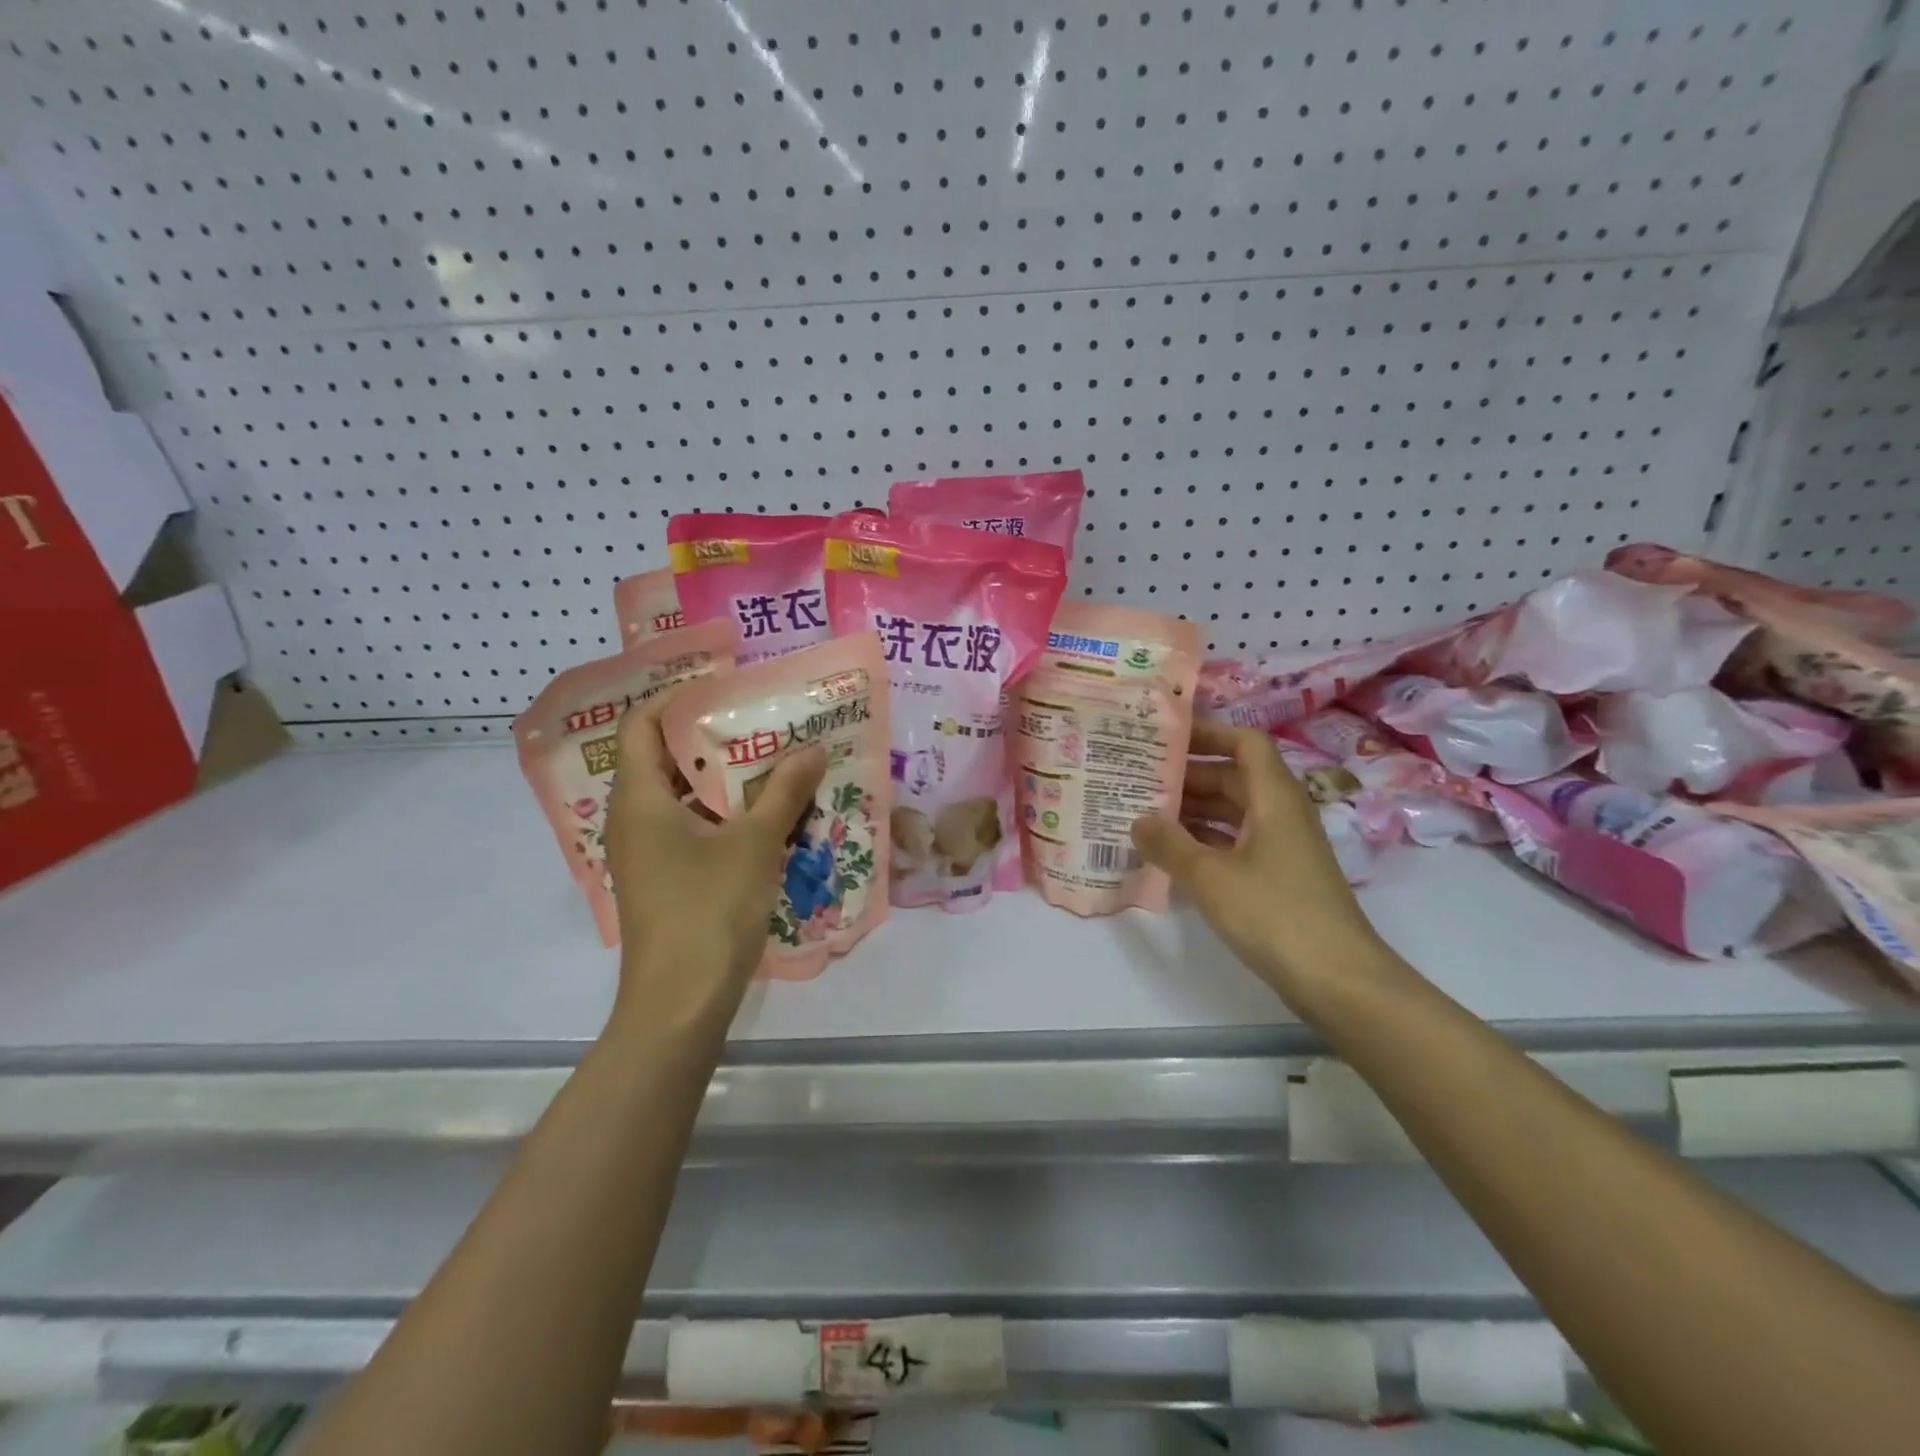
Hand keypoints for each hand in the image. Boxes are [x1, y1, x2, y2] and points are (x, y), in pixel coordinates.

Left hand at [603, 691, 826, 1031]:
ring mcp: (649, 853)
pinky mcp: (667, 880)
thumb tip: (813, 748)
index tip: (722, 682)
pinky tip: (770, 814)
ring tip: (775, 759)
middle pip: (666, 759)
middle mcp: (635, 819)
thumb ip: (785, 792)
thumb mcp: (754, 844)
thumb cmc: (708, 911)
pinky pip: (694, 829)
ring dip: (726, 779)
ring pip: (684, 797)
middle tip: (763, 718)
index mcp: (640, 799)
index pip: (640, 725)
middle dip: (713, 737)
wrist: (680, 1004)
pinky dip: (726, 814)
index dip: (675, 697)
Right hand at [1130, 721, 1399, 1005]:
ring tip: (1143, 813)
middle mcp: (1281, 813)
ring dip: (1193, 811)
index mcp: (1274, 798)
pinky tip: (1170, 854)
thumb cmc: (1275, 914)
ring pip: (1233, 813)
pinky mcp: (1278, 878)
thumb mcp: (1210, 877)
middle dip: (1188, 775)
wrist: (1339, 981)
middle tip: (1138, 778)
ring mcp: (1282, 847)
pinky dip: (1204, 842)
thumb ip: (1169, 844)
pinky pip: (1235, 843)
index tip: (1165, 737)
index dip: (1208, 733)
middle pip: (1234, 777)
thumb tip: (1137, 820)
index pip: (1245, 743)